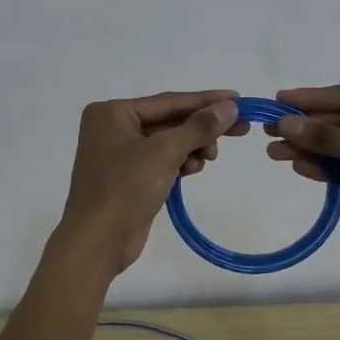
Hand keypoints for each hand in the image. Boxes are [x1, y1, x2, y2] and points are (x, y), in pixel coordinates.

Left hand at [60, 90, 248, 274]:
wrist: (98, 241)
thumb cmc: (125, 188)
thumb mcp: (164, 152)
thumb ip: (198, 127)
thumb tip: (230, 106)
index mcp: (112, 113)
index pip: (168, 101)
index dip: (206, 100)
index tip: (240, 99)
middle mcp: (113, 128)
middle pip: (169, 120)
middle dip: (201, 128)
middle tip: (241, 130)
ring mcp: (119, 154)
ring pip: (168, 142)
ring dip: (192, 147)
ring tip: (208, 158)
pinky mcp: (128, 177)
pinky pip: (162, 160)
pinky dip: (180, 162)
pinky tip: (193, 169)